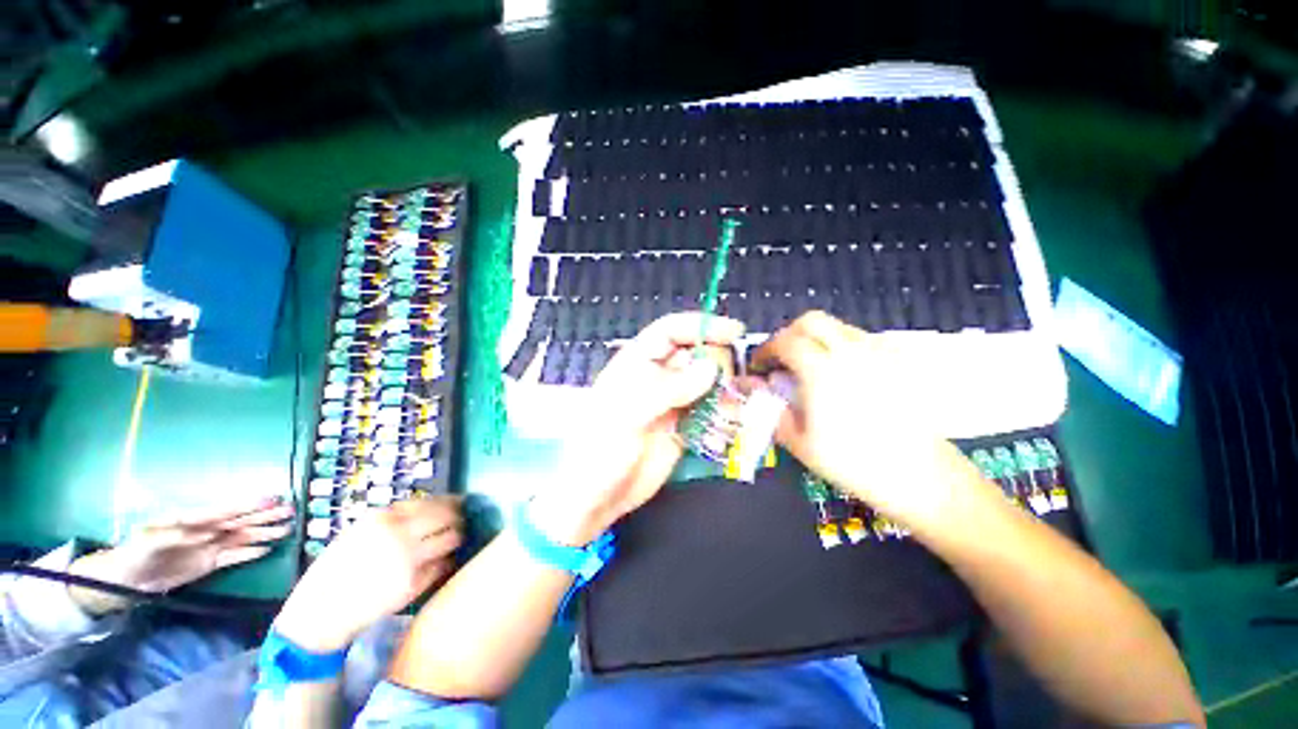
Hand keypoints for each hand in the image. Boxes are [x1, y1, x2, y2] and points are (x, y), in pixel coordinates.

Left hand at [68, 497, 294, 614]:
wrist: (124, 580)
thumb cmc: (131, 554)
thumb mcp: (144, 543)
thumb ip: (169, 535)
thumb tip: (199, 531)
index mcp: (189, 520)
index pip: (222, 511)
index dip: (245, 505)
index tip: (269, 498)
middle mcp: (204, 530)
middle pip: (239, 521)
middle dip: (264, 515)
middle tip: (290, 510)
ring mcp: (208, 546)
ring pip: (242, 537)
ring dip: (263, 533)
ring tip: (287, 529)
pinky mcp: (209, 562)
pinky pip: (234, 556)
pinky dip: (251, 553)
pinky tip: (267, 550)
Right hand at [274, 497, 462, 652]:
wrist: (319, 612)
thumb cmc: (336, 570)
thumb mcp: (359, 532)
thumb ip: (392, 519)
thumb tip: (430, 507)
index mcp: (384, 518)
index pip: (433, 502)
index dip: (450, 503)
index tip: (458, 504)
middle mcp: (400, 534)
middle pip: (448, 517)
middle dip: (458, 518)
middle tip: (461, 521)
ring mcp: (409, 559)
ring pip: (452, 538)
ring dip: (456, 537)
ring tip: (454, 540)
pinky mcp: (414, 583)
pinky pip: (443, 564)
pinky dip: (445, 561)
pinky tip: (441, 562)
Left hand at [530, 312, 745, 545]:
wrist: (597, 497)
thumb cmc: (600, 448)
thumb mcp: (628, 412)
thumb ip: (669, 388)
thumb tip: (710, 369)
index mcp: (637, 364)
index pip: (671, 332)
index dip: (700, 326)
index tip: (734, 331)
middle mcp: (657, 379)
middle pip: (695, 357)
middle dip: (718, 363)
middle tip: (736, 380)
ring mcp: (671, 405)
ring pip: (706, 387)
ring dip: (724, 395)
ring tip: (736, 410)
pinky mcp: (682, 429)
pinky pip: (708, 416)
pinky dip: (720, 421)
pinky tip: (722, 434)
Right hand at [751, 311, 969, 528]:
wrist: (920, 476)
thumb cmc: (853, 463)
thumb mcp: (799, 441)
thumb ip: (771, 408)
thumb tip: (756, 387)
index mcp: (822, 370)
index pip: (785, 342)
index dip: (765, 351)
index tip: (758, 368)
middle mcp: (850, 351)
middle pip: (811, 321)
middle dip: (788, 335)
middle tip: (781, 360)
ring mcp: (877, 353)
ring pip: (837, 326)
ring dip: (814, 339)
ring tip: (807, 367)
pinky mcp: (896, 361)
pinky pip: (859, 339)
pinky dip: (839, 346)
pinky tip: (839, 374)